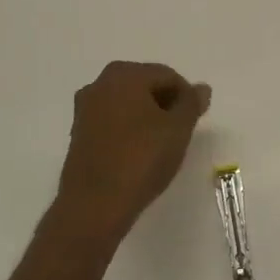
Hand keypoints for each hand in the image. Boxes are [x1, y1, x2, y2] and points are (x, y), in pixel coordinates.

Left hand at [48, 61, 209, 251]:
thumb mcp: (178, 129)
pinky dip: (129, 130)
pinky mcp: (79, 133)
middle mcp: (100, 84)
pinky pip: (112, 121)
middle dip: (166, 104)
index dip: (187, 96)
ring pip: (127, 104)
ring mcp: (85, 109)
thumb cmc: (141, 159)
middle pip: (144, 85)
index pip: (167, 76)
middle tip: (181, 131)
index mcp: (124, 75)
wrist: (94, 204)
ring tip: (162, 144)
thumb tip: (201, 88)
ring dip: (147, 117)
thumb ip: (191, 104)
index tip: (195, 120)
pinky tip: (139, 152)